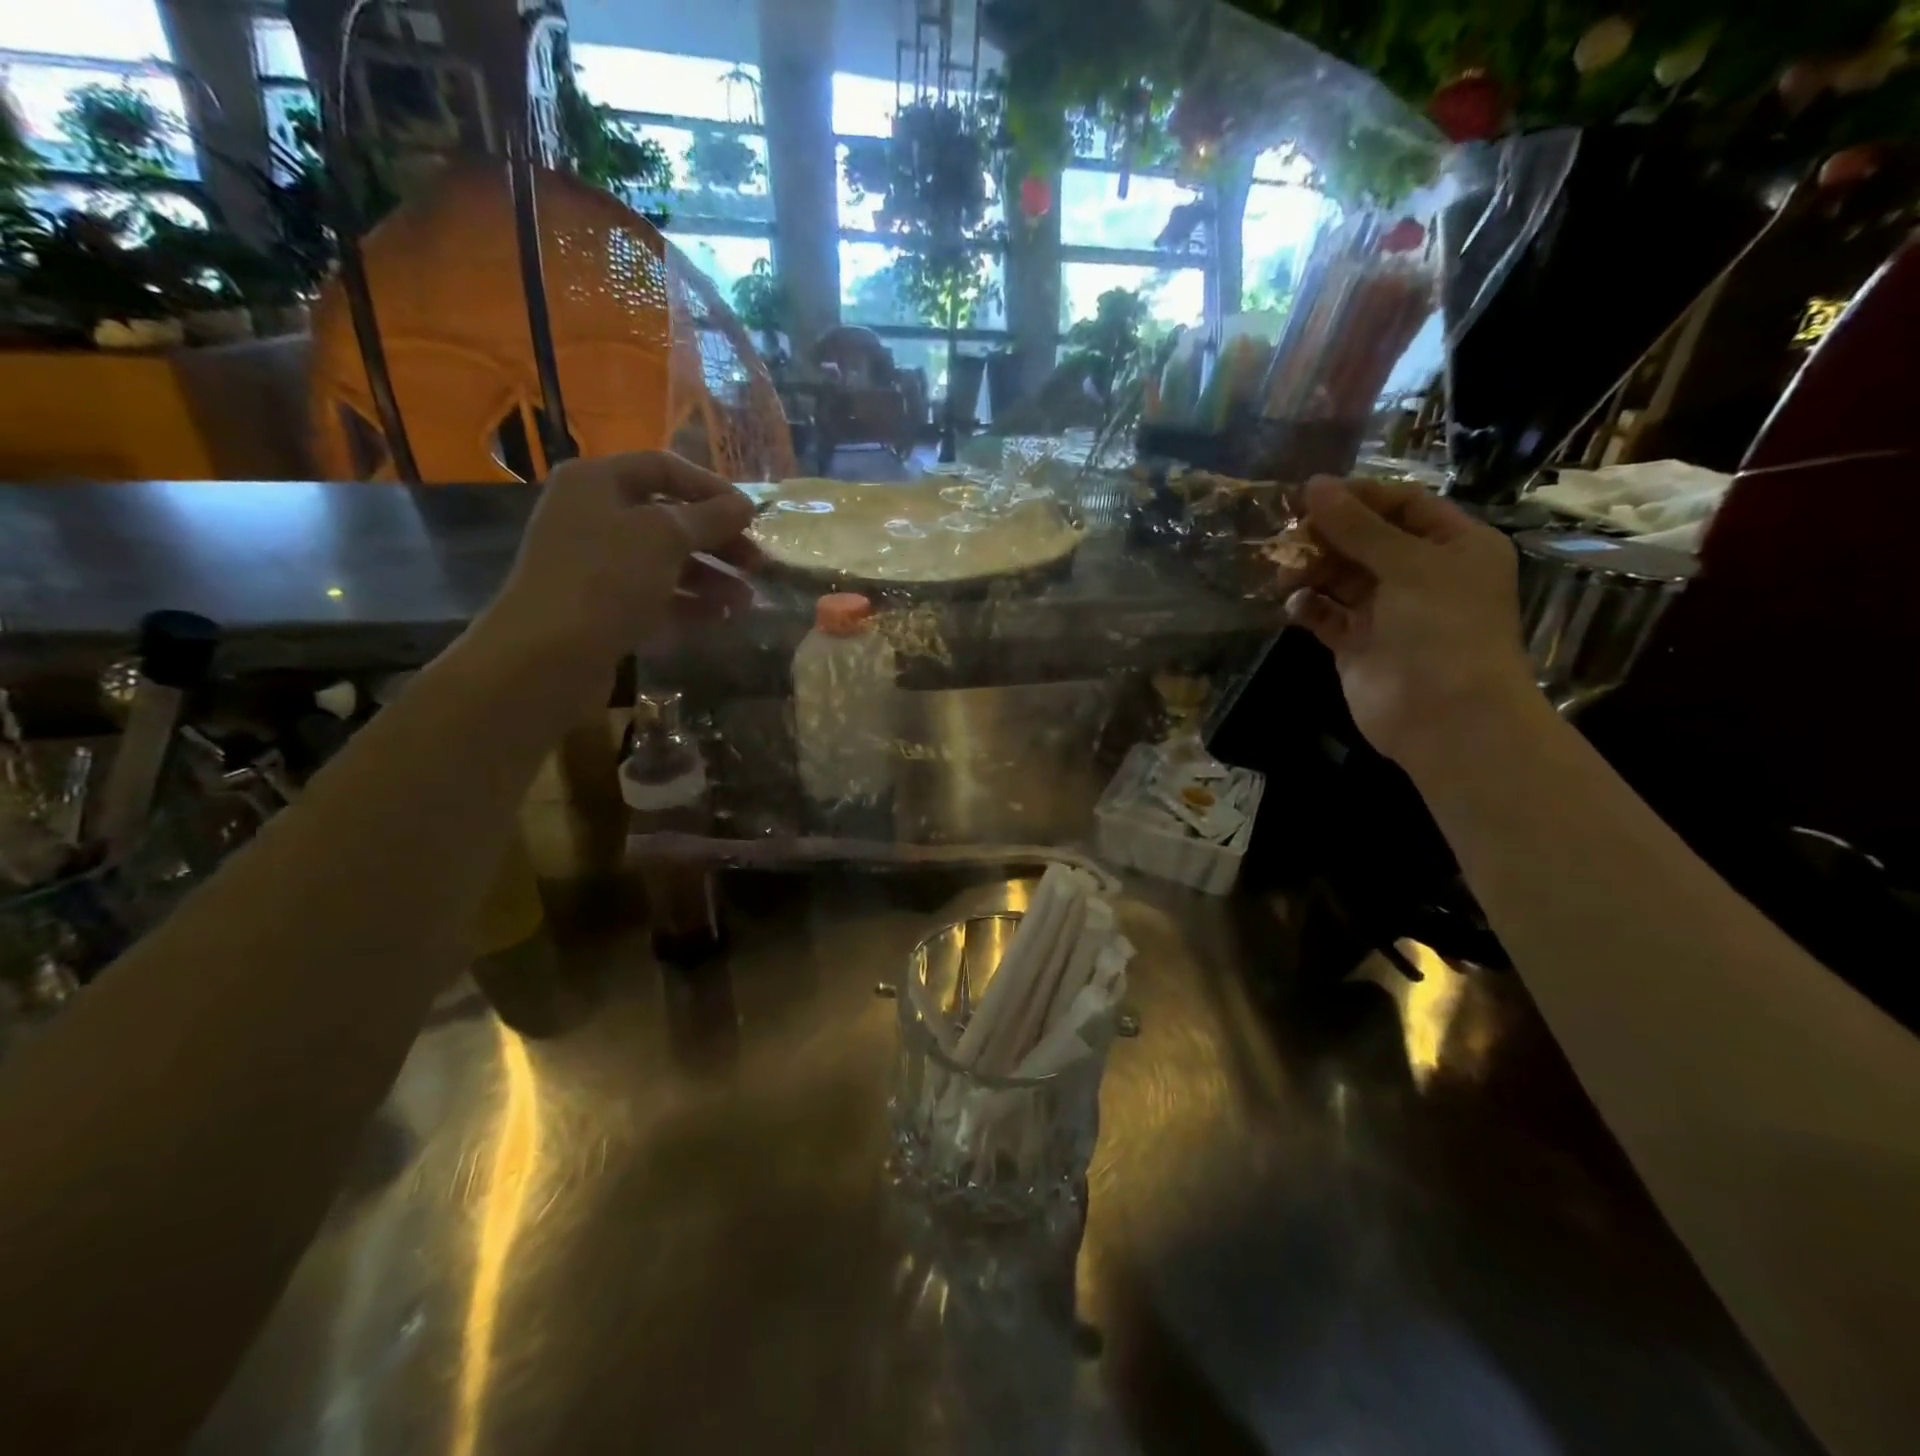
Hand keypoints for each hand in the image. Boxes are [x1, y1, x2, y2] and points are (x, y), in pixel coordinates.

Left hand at [479, 452, 756, 674]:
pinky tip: (720, 616)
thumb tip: (745, 504)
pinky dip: (687, 601)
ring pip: (664, 559)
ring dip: (710, 576)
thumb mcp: (665, 537)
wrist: (547, 655)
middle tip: (757, 563)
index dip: (712, 488)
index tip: (751, 516)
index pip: (664, 468)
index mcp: (597, 482)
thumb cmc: (606, 579)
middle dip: (716, 539)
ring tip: (745, 600)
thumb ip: (710, 517)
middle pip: (667, 517)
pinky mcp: (599, 603)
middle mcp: (592, 514)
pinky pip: (653, 592)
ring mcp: (594, 561)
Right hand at [1280, 476, 1536, 771]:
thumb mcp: (1407, 565)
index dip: (1358, 497)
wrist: (1446, 716)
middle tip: (1285, 533)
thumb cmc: (1443, 628)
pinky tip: (1292, 605)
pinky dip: (1308, 606)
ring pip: (1341, 577)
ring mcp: (1388, 612)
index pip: (1402, 505)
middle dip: (1327, 535)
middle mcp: (1421, 574)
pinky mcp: (1357, 644)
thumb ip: (1357, 526)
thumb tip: (1312, 485)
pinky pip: (1326, 615)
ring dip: (1311, 570)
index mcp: (1453, 546)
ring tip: (1283, 571)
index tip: (1310, 493)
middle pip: (1366, 540)